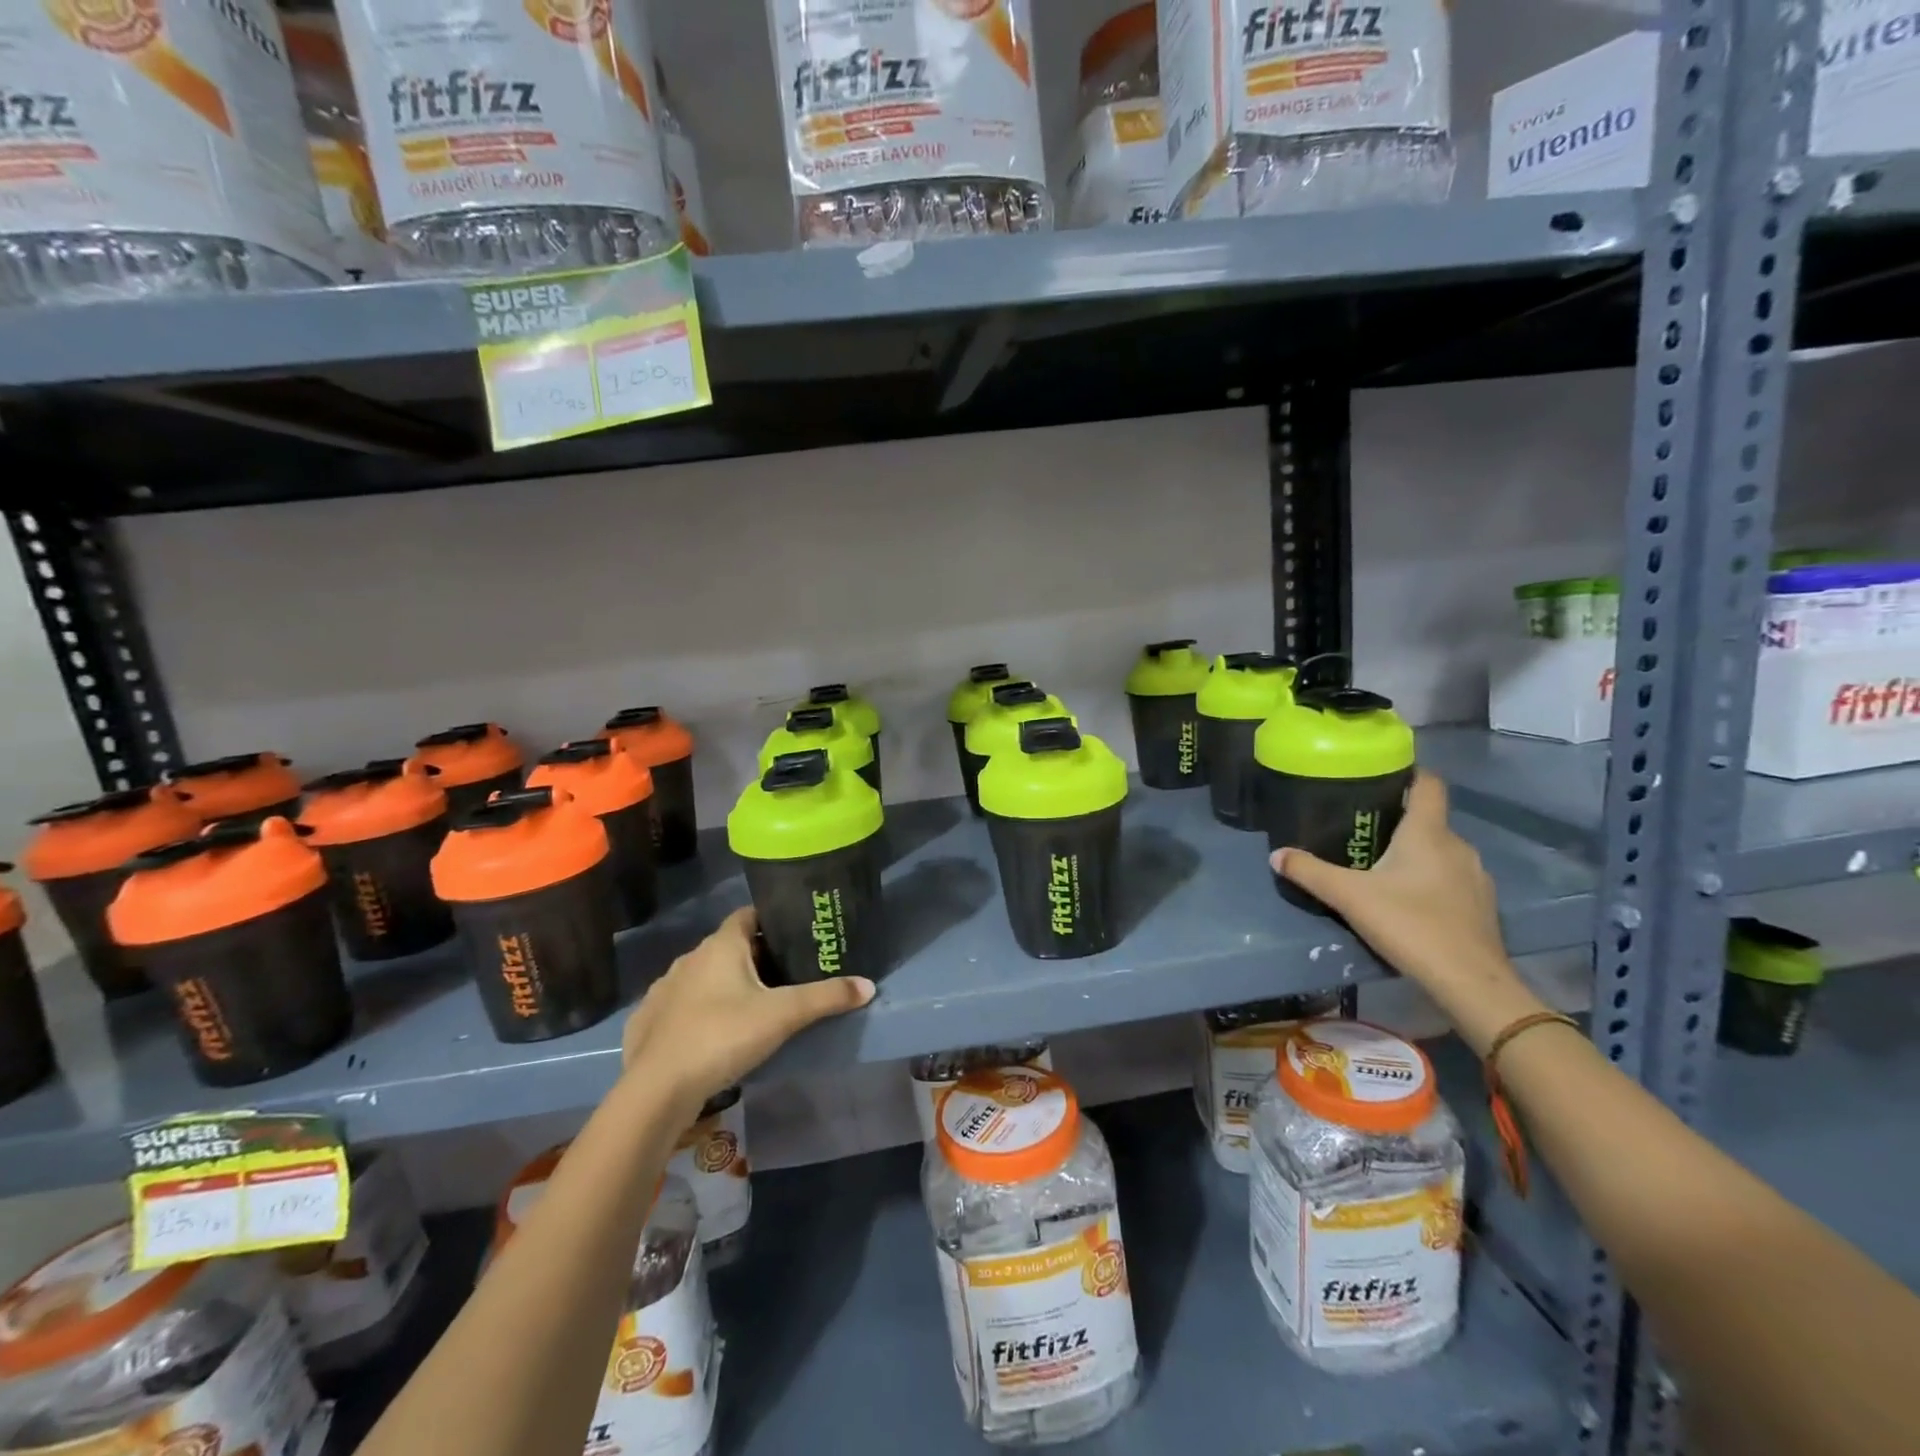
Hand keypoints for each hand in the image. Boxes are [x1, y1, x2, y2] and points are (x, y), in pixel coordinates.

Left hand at [621, 907, 873, 1114]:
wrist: (657, 1089)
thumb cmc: (723, 1036)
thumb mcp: (783, 1015)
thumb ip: (826, 997)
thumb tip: (868, 986)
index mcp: (721, 946)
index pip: (748, 915)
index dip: (771, 921)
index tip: (794, 935)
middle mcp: (689, 958)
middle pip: (728, 947)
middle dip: (752, 958)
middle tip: (783, 977)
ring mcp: (663, 989)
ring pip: (702, 977)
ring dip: (722, 985)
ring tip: (750, 1009)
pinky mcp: (648, 1021)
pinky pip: (679, 1006)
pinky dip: (696, 1012)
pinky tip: (711, 1035)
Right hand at [1270, 771, 1545, 1052]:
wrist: (1470, 981)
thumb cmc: (1410, 924)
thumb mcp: (1349, 896)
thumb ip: (1310, 872)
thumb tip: (1276, 855)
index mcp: (1428, 833)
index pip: (1427, 784)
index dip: (1408, 773)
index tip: (1380, 774)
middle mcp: (1458, 846)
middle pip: (1429, 820)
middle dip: (1399, 820)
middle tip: (1362, 829)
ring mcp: (1476, 877)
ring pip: (1441, 851)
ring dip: (1415, 854)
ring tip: (1381, 866)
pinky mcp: (1482, 906)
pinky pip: (1452, 879)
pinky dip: (1431, 880)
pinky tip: (1409, 901)